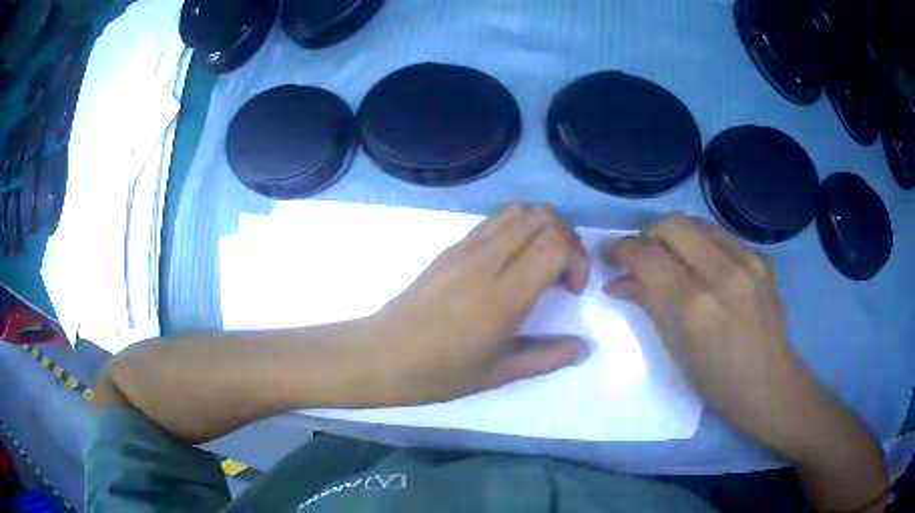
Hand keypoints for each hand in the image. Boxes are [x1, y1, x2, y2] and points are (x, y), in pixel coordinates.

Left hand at [361, 205, 591, 405]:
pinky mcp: (451, 247)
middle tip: (561, 275)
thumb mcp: (499, 373)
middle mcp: (488, 260)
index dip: (577, 259)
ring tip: (540, 263)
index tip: (571, 290)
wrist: (381, 355)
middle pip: (543, 217)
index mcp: (504, 295)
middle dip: (567, 238)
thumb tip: (585, 346)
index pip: (556, 244)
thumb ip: (548, 357)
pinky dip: (517, 229)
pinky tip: (510, 264)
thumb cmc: (439, 373)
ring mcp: (466, 248)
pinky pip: (494, 221)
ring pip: (519, 210)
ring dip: (542, 228)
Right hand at [602, 214, 807, 447]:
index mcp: (695, 306)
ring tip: (672, 258)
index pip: (648, 256)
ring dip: (677, 236)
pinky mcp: (763, 259)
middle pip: (673, 224)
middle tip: (642, 254)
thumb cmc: (716, 381)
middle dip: (649, 234)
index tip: (613, 254)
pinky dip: (704, 246)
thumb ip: (648, 304)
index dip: (623, 249)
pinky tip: (706, 268)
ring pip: (699, 224)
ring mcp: (748, 262)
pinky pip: (723, 238)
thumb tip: (619, 281)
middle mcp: (723, 274)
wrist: (769, 384)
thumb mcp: (675, 349)